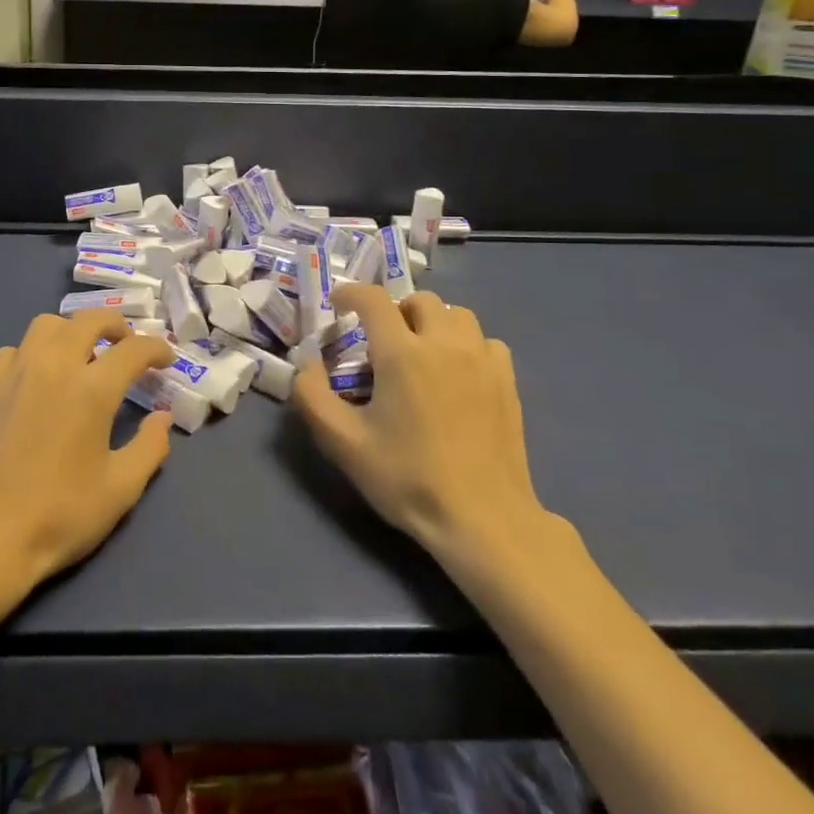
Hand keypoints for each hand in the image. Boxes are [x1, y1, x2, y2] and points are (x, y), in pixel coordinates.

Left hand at [0, 313, 174, 597]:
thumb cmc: (58, 516)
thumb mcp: (120, 490)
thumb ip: (150, 447)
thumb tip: (161, 417)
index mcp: (92, 389)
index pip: (133, 349)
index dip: (155, 349)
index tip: (165, 360)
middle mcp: (53, 366)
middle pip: (89, 320)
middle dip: (115, 326)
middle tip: (126, 346)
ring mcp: (14, 372)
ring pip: (47, 325)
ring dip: (71, 331)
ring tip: (80, 356)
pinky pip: (13, 350)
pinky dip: (33, 353)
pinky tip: (36, 380)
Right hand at [293, 286, 551, 565]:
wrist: (483, 520)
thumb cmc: (408, 479)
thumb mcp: (343, 444)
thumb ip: (312, 396)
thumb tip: (306, 364)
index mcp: (403, 353)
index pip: (373, 299)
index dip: (351, 293)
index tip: (338, 303)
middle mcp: (444, 343)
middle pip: (418, 300)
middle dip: (394, 310)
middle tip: (381, 340)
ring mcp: (482, 360)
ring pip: (456, 314)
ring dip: (433, 322)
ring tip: (421, 351)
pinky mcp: (507, 381)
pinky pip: (485, 341)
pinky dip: (466, 344)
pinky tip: (458, 372)